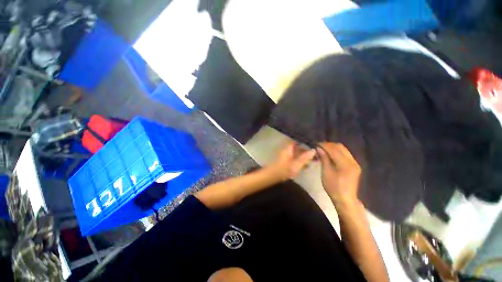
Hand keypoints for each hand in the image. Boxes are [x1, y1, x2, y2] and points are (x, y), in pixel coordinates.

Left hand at [269, 142, 315, 180]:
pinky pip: (295, 159)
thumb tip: (313, 150)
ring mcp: (286, 156)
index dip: (304, 142)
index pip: (296, 141)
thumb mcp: (296, 165)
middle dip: (306, 151)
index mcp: (288, 149)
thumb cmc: (284, 170)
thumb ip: (305, 158)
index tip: (313, 144)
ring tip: (314, 160)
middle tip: (316, 154)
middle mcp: (287, 151)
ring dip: (304, 156)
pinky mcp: (286, 162)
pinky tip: (306, 166)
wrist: (272, 177)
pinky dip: (300, 161)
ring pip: (297, 154)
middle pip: (297, 148)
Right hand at [317, 143, 361, 205]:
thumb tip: (319, 148)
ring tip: (324, 150)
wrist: (345, 199)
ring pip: (343, 149)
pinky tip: (330, 155)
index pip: (334, 149)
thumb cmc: (333, 187)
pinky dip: (337, 152)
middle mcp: (352, 161)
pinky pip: (345, 154)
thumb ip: (324, 159)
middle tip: (319, 147)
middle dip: (329, 145)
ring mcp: (355, 163)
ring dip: (333, 148)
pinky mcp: (354, 166)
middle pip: (340, 147)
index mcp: (345, 164)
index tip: (316, 144)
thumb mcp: (326, 173)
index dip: (324, 145)